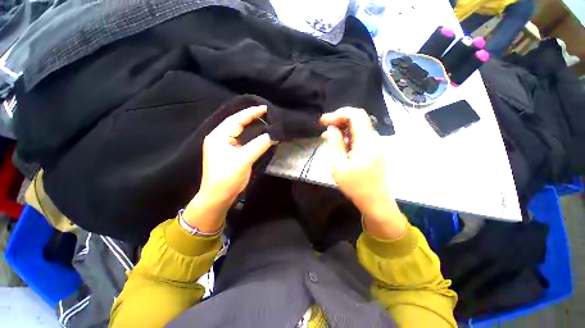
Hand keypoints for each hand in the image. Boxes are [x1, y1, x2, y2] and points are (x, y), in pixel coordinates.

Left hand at [183, 105, 274, 232]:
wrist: (219, 196)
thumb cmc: (227, 177)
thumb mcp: (243, 160)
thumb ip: (258, 145)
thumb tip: (273, 135)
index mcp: (218, 136)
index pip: (236, 120)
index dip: (251, 113)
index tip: (265, 108)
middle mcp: (220, 138)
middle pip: (236, 123)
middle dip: (250, 117)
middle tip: (266, 112)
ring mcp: (225, 146)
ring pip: (239, 131)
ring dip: (251, 125)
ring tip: (263, 119)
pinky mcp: (230, 153)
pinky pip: (242, 139)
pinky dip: (251, 135)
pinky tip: (258, 133)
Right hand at [320, 107, 406, 239]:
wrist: (374, 200)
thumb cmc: (355, 185)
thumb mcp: (339, 165)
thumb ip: (335, 144)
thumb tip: (331, 129)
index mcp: (366, 142)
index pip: (356, 115)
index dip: (339, 113)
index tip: (324, 121)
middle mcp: (373, 139)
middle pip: (357, 119)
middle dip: (338, 119)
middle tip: (323, 126)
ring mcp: (374, 144)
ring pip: (357, 127)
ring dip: (341, 128)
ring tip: (326, 136)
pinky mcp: (372, 150)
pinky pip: (359, 137)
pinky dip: (347, 136)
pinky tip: (337, 143)